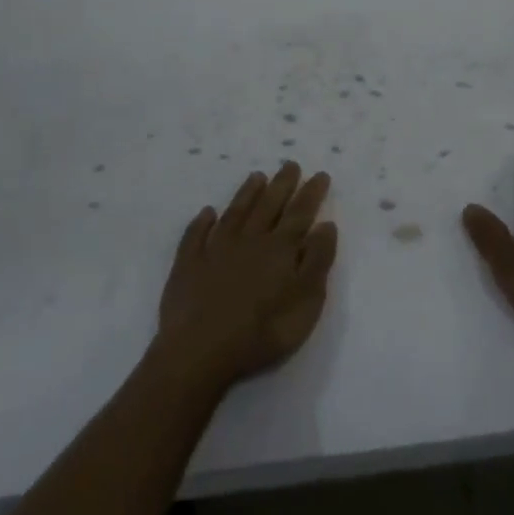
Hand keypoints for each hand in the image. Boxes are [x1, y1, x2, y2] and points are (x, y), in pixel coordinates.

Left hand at [156, 161, 337, 386]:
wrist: (200, 350)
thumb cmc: (261, 331)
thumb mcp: (305, 302)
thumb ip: (317, 261)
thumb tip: (325, 225)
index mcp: (279, 249)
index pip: (299, 214)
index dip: (311, 193)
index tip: (320, 174)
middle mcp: (249, 239)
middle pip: (268, 205)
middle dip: (282, 184)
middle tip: (290, 164)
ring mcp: (215, 249)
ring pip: (235, 213)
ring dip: (247, 193)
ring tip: (256, 176)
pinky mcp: (188, 264)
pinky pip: (196, 235)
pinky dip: (202, 222)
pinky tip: (207, 213)